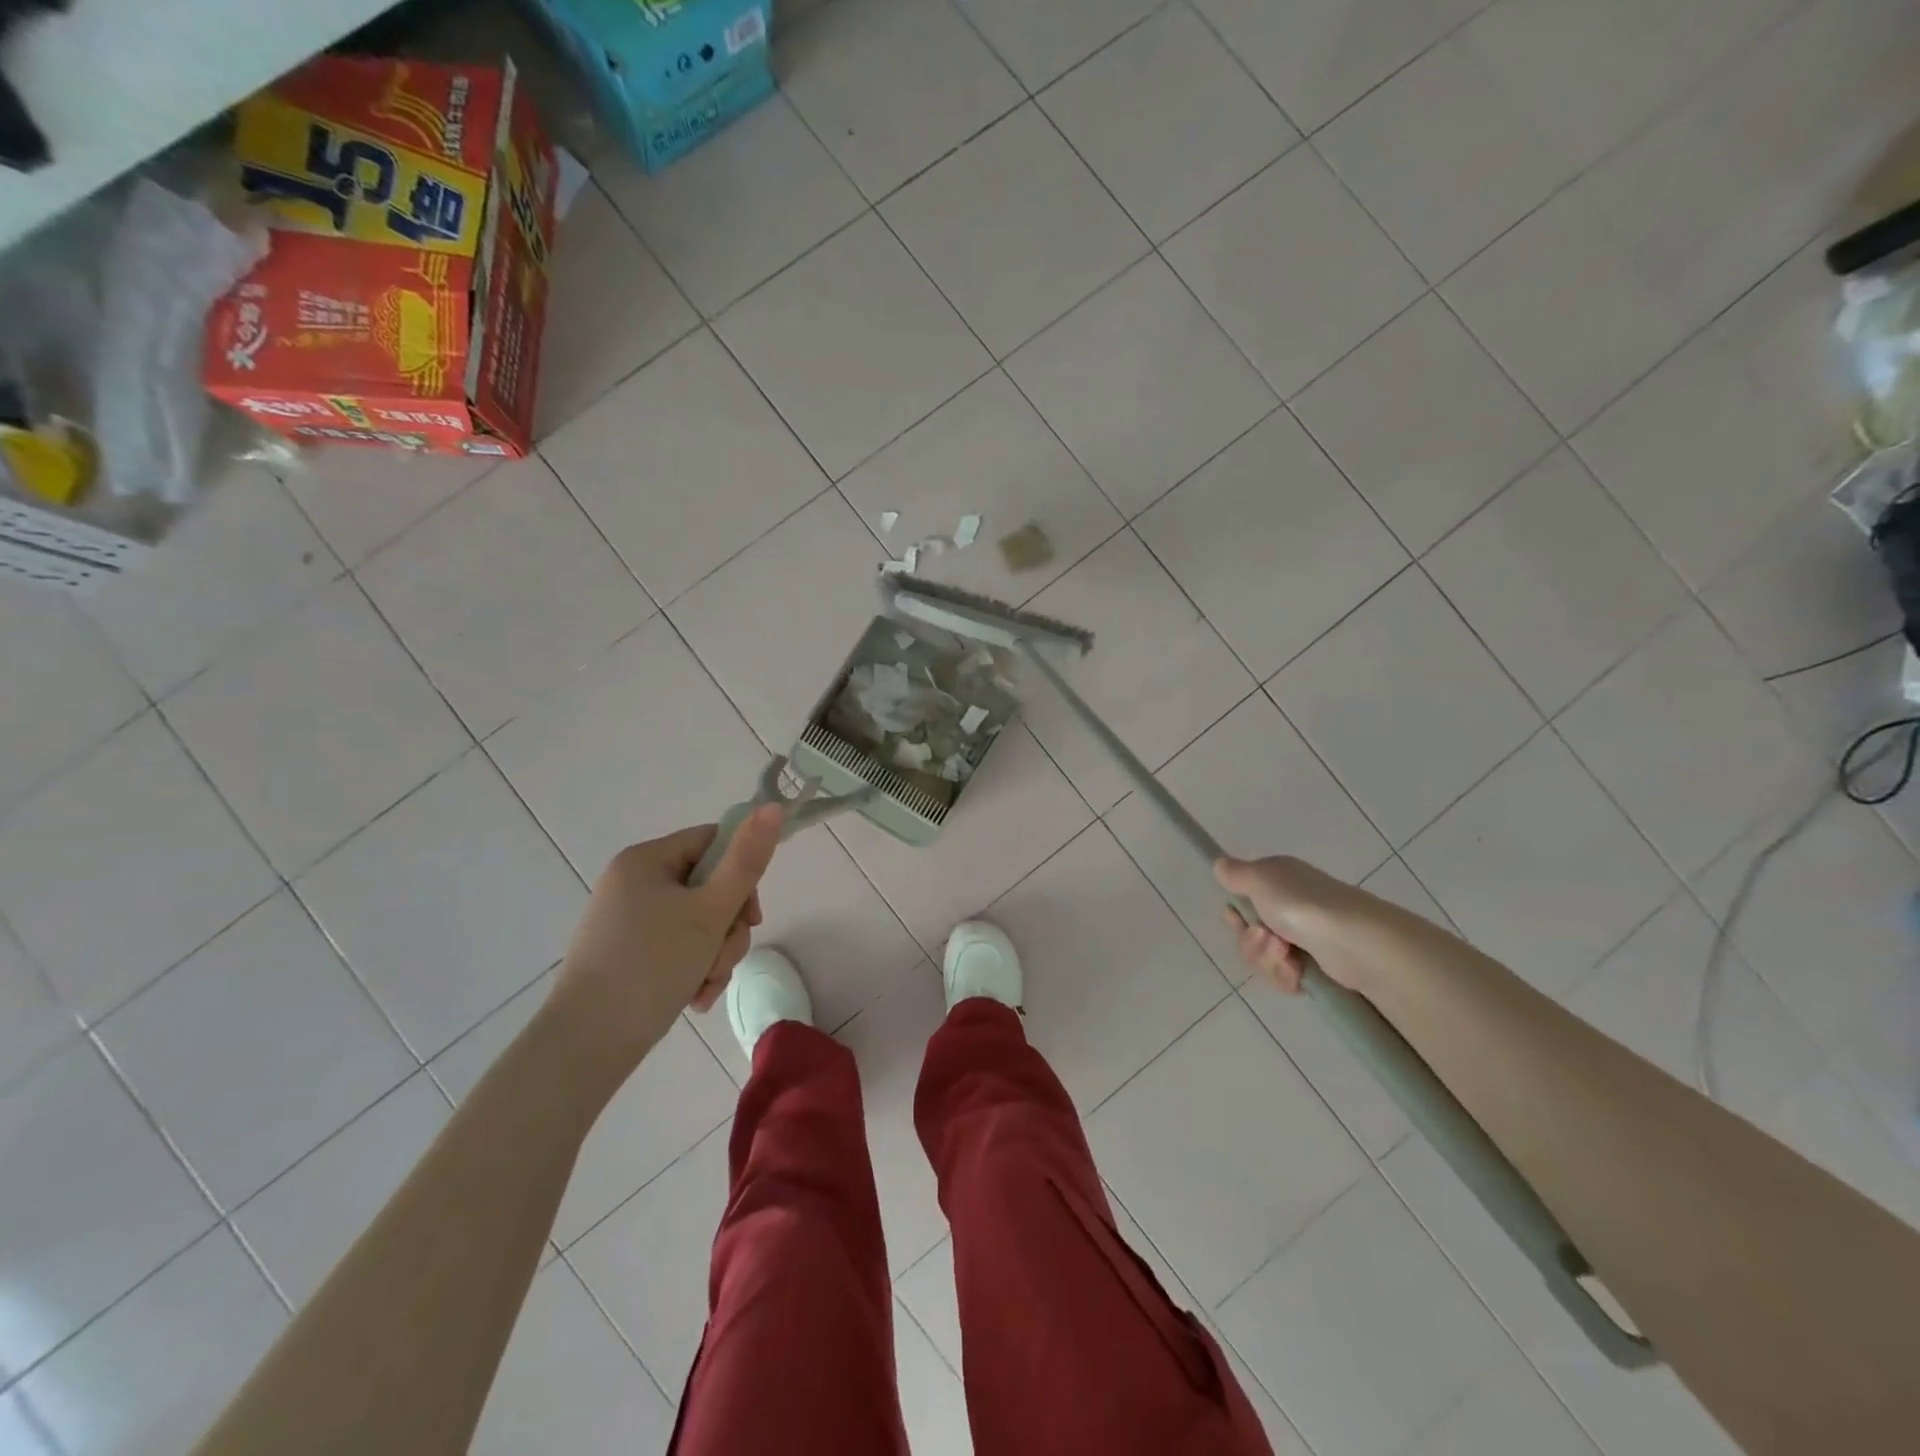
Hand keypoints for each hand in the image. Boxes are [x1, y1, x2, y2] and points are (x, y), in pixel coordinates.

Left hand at [553, 806, 783, 1070]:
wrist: (587, 1044)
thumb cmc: (652, 965)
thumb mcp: (710, 911)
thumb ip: (747, 860)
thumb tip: (773, 806)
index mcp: (646, 860)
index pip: (713, 842)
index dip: (742, 873)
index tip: (751, 915)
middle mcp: (634, 883)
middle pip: (709, 887)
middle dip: (728, 927)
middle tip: (723, 957)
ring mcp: (629, 920)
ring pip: (698, 922)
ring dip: (716, 954)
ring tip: (706, 985)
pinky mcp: (628, 954)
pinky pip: (678, 948)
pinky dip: (694, 970)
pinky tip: (695, 998)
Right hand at [1212, 854, 1359, 993]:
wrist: (1353, 941)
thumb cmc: (1301, 904)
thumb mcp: (1260, 878)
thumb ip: (1235, 873)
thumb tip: (1220, 864)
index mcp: (1278, 883)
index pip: (1243, 901)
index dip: (1236, 914)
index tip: (1235, 918)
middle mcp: (1290, 908)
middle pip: (1250, 935)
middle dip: (1251, 942)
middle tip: (1267, 938)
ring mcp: (1304, 939)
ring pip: (1264, 959)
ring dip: (1268, 960)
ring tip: (1288, 956)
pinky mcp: (1316, 968)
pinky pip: (1284, 978)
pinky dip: (1286, 977)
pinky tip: (1297, 973)